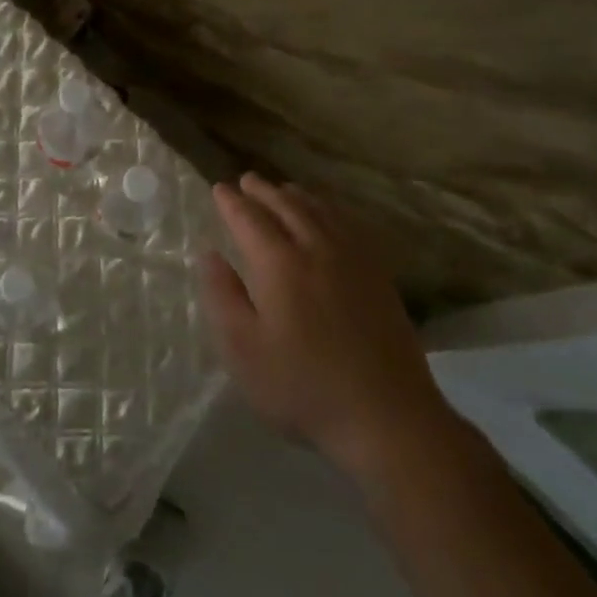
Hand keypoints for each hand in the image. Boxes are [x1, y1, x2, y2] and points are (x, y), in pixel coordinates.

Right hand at [201, 174, 449, 471]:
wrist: (386, 416)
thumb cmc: (302, 386)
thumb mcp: (243, 349)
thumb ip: (222, 296)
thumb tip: (209, 254)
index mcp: (280, 264)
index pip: (250, 219)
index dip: (231, 202)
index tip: (219, 188)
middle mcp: (318, 250)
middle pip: (288, 207)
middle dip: (264, 191)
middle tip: (248, 180)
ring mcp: (354, 261)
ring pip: (322, 213)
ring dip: (298, 196)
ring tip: (284, 190)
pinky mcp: (379, 278)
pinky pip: (351, 227)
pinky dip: (332, 212)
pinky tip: (331, 219)